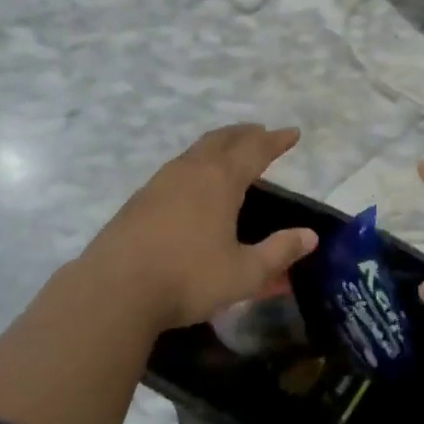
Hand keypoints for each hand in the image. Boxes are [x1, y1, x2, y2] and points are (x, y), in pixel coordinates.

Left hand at [80, 125, 318, 331]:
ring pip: (196, 150)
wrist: (113, 291)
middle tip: (261, 132)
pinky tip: (193, 183)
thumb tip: (310, 236)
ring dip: (219, 144)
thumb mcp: (244, 273)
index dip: (276, 140)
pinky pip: (177, 167)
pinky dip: (196, 163)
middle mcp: (191, 170)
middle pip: (223, 139)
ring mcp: (161, 182)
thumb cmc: (187, 278)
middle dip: (246, 133)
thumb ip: (278, 252)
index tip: (292, 133)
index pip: (255, 150)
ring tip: (230, 151)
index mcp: (221, 180)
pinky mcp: (139, 199)